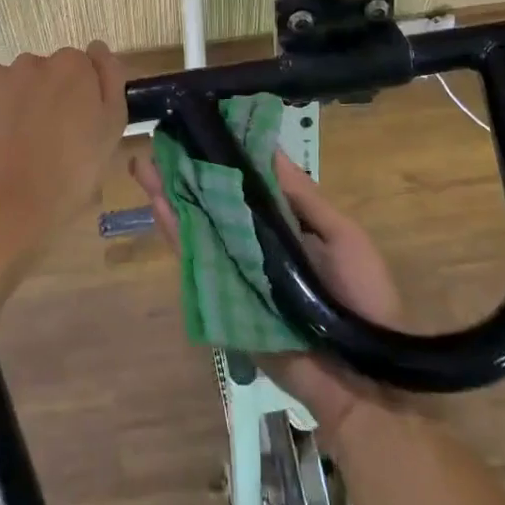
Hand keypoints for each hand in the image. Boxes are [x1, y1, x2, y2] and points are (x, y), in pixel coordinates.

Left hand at [0, 44, 126, 251]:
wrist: (3, 210)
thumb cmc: (68, 177)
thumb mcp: (110, 133)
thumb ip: (110, 82)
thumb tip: (98, 48)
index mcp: (73, 68)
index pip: (78, 69)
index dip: (77, 97)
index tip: (73, 127)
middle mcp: (31, 61)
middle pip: (41, 74)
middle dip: (43, 98)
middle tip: (43, 142)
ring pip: (6, 85)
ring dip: (10, 105)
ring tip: (9, 149)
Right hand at [128, 150, 404, 432]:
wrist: (362, 377)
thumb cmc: (362, 295)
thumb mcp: (341, 235)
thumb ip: (302, 196)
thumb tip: (269, 148)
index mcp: (285, 226)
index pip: (246, 184)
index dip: (222, 157)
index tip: (199, 128)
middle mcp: (254, 245)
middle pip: (213, 204)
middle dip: (185, 175)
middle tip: (156, 145)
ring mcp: (236, 272)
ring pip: (197, 229)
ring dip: (170, 198)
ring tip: (143, 167)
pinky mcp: (223, 301)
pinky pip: (195, 265)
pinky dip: (175, 236)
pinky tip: (157, 207)